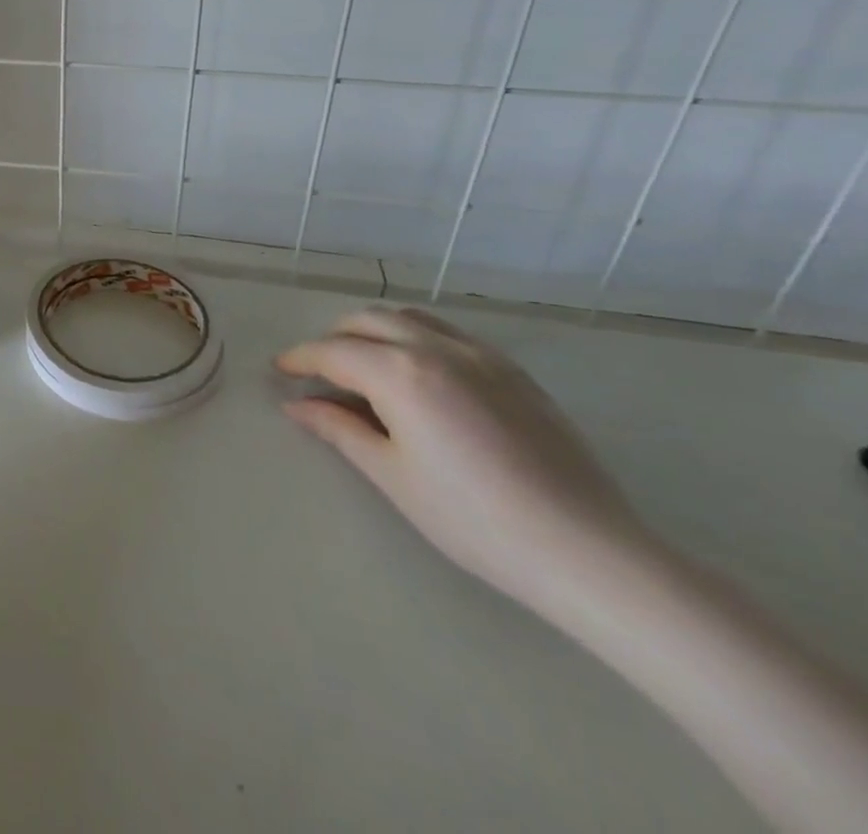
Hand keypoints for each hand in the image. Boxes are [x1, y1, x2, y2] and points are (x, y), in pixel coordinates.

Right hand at [277, 306, 653, 608]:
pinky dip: (416, 337)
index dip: (300, 359)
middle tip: (319, 371)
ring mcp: (480, 355)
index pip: (332, 352)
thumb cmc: (473, 519)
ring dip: (374, 330)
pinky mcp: (513, 371)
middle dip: (333, 338)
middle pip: (367, 320)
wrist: (587, 551)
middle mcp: (436, 348)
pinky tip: (420, 374)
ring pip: (409, 317)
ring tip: (365, 364)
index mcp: (400, 373)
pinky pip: (448, 333)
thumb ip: (340, 429)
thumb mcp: (392, 475)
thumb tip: (297, 405)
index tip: (280, 371)